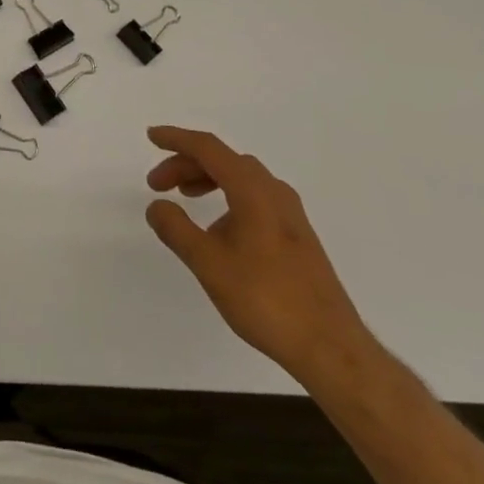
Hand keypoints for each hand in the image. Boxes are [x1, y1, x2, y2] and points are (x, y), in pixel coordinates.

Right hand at [145, 126, 373, 386]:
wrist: (331, 347)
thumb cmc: (266, 299)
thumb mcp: (209, 264)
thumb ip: (176, 229)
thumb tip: (156, 206)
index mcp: (253, 190)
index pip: (208, 148)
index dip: (177, 139)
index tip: (152, 136)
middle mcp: (274, 192)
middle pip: (223, 160)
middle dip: (186, 164)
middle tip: (157, 185)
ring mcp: (290, 213)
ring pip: (240, 178)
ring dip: (207, 179)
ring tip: (184, 199)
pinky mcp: (297, 235)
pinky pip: (254, 197)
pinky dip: (228, 197)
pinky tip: (218, 228)